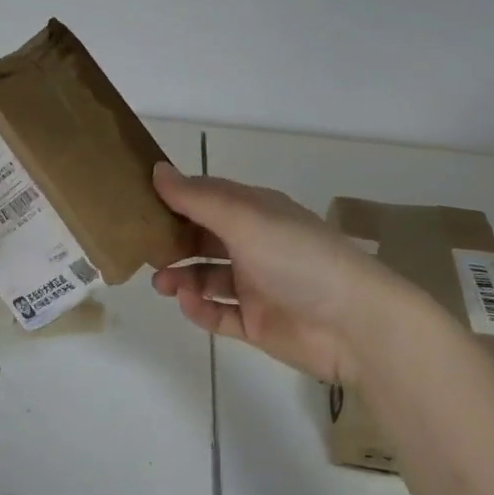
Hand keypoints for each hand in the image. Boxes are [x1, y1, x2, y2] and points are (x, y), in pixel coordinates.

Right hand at [149, 165, 431, 385]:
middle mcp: (254, 245)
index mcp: (256, 212)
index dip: (175, 198)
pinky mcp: (257, 322)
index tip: (138, 202)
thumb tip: (156, 169)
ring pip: (206, 276)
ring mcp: (256, 285)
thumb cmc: (299, 258)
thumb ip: (198, 198)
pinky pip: (219, 313)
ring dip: (181, 276)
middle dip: (172, 241)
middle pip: (203, 237)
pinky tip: (188, 303)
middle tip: (142, 248)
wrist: (355, 324)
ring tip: (162, 283)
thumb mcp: (246, 218)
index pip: (208, 198)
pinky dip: (200, 309)